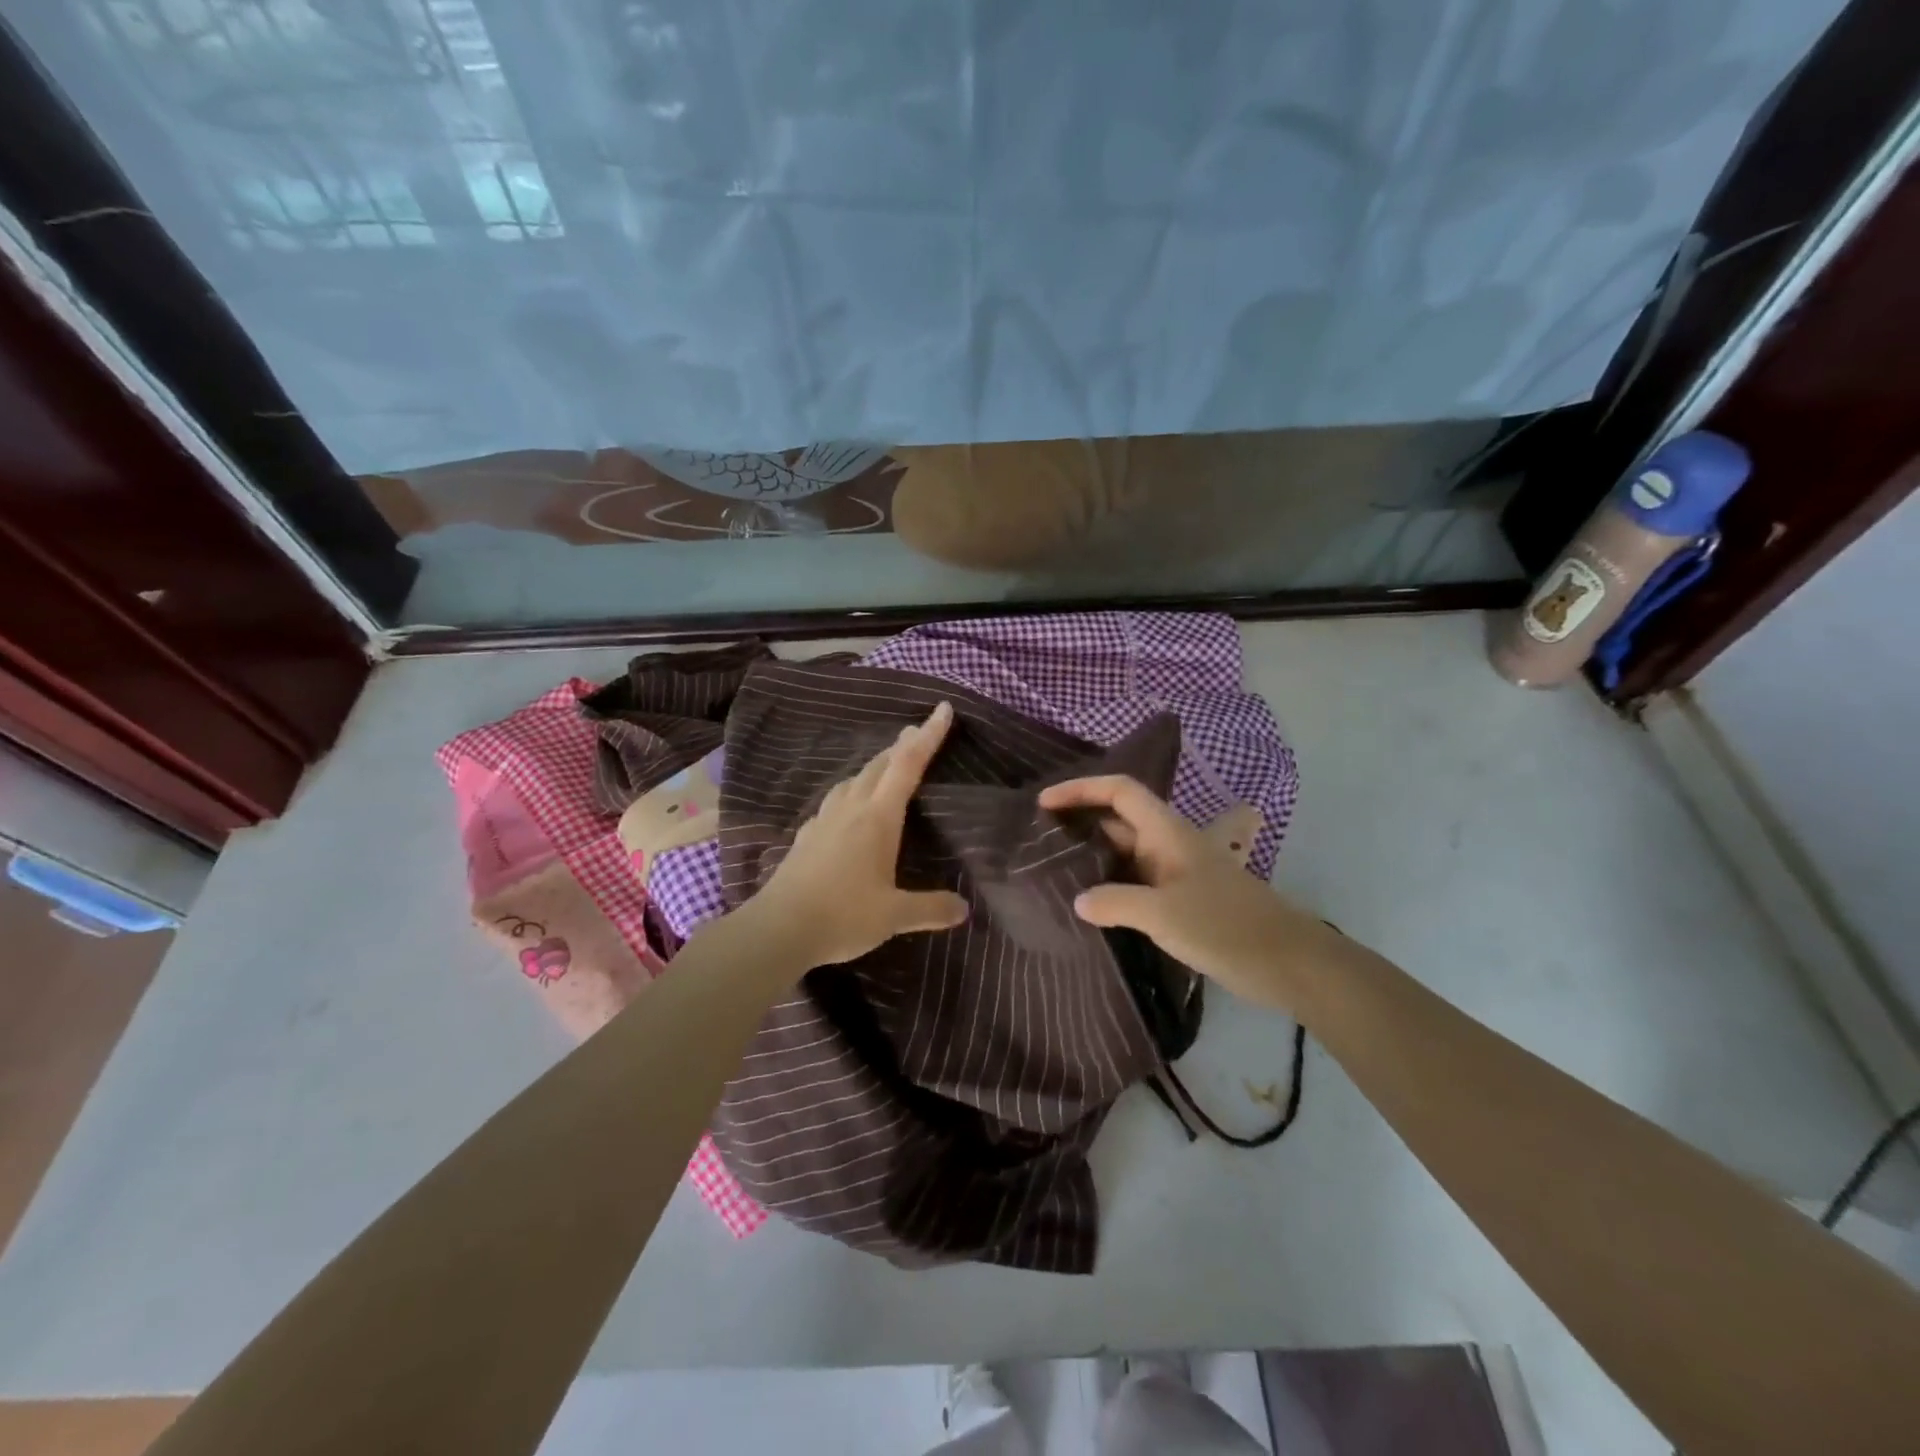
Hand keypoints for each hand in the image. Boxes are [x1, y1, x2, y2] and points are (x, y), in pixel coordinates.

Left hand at [744, 701, 969, 968]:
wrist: (777, 928)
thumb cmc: (842, 915)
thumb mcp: (894, 916)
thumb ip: (930, 908)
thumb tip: (964, 909)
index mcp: (877, 818)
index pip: (907, 765)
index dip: (928, 736)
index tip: (942, 709)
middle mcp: (850, 808)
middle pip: (879, 765)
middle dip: (902, 746)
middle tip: (917, 733)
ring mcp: (824, 820)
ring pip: (853, 780)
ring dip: (874, 767)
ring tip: (886, 767)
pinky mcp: (807, 836)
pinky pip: (835, 801)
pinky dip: (851, 791)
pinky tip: (848, 807)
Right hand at [1037, 774, 1339, 1010]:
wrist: (1287, 962)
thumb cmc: (1224, 926)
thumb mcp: (1162, 914)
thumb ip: (1114, 902)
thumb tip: (1078, 901)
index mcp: (1167, 832)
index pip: (1120, 791)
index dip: (1081, 789)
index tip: (1044, 802)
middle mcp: (1169, 844)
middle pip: (1119, 818)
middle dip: (1081, 820)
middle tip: (1040, 838)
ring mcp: (1176, 873)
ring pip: (1127, 852)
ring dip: (1094, 856)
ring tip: (1054, 870)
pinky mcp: (1182, 900)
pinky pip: (1136, 882)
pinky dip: (1111, 885)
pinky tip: (1091, 906)